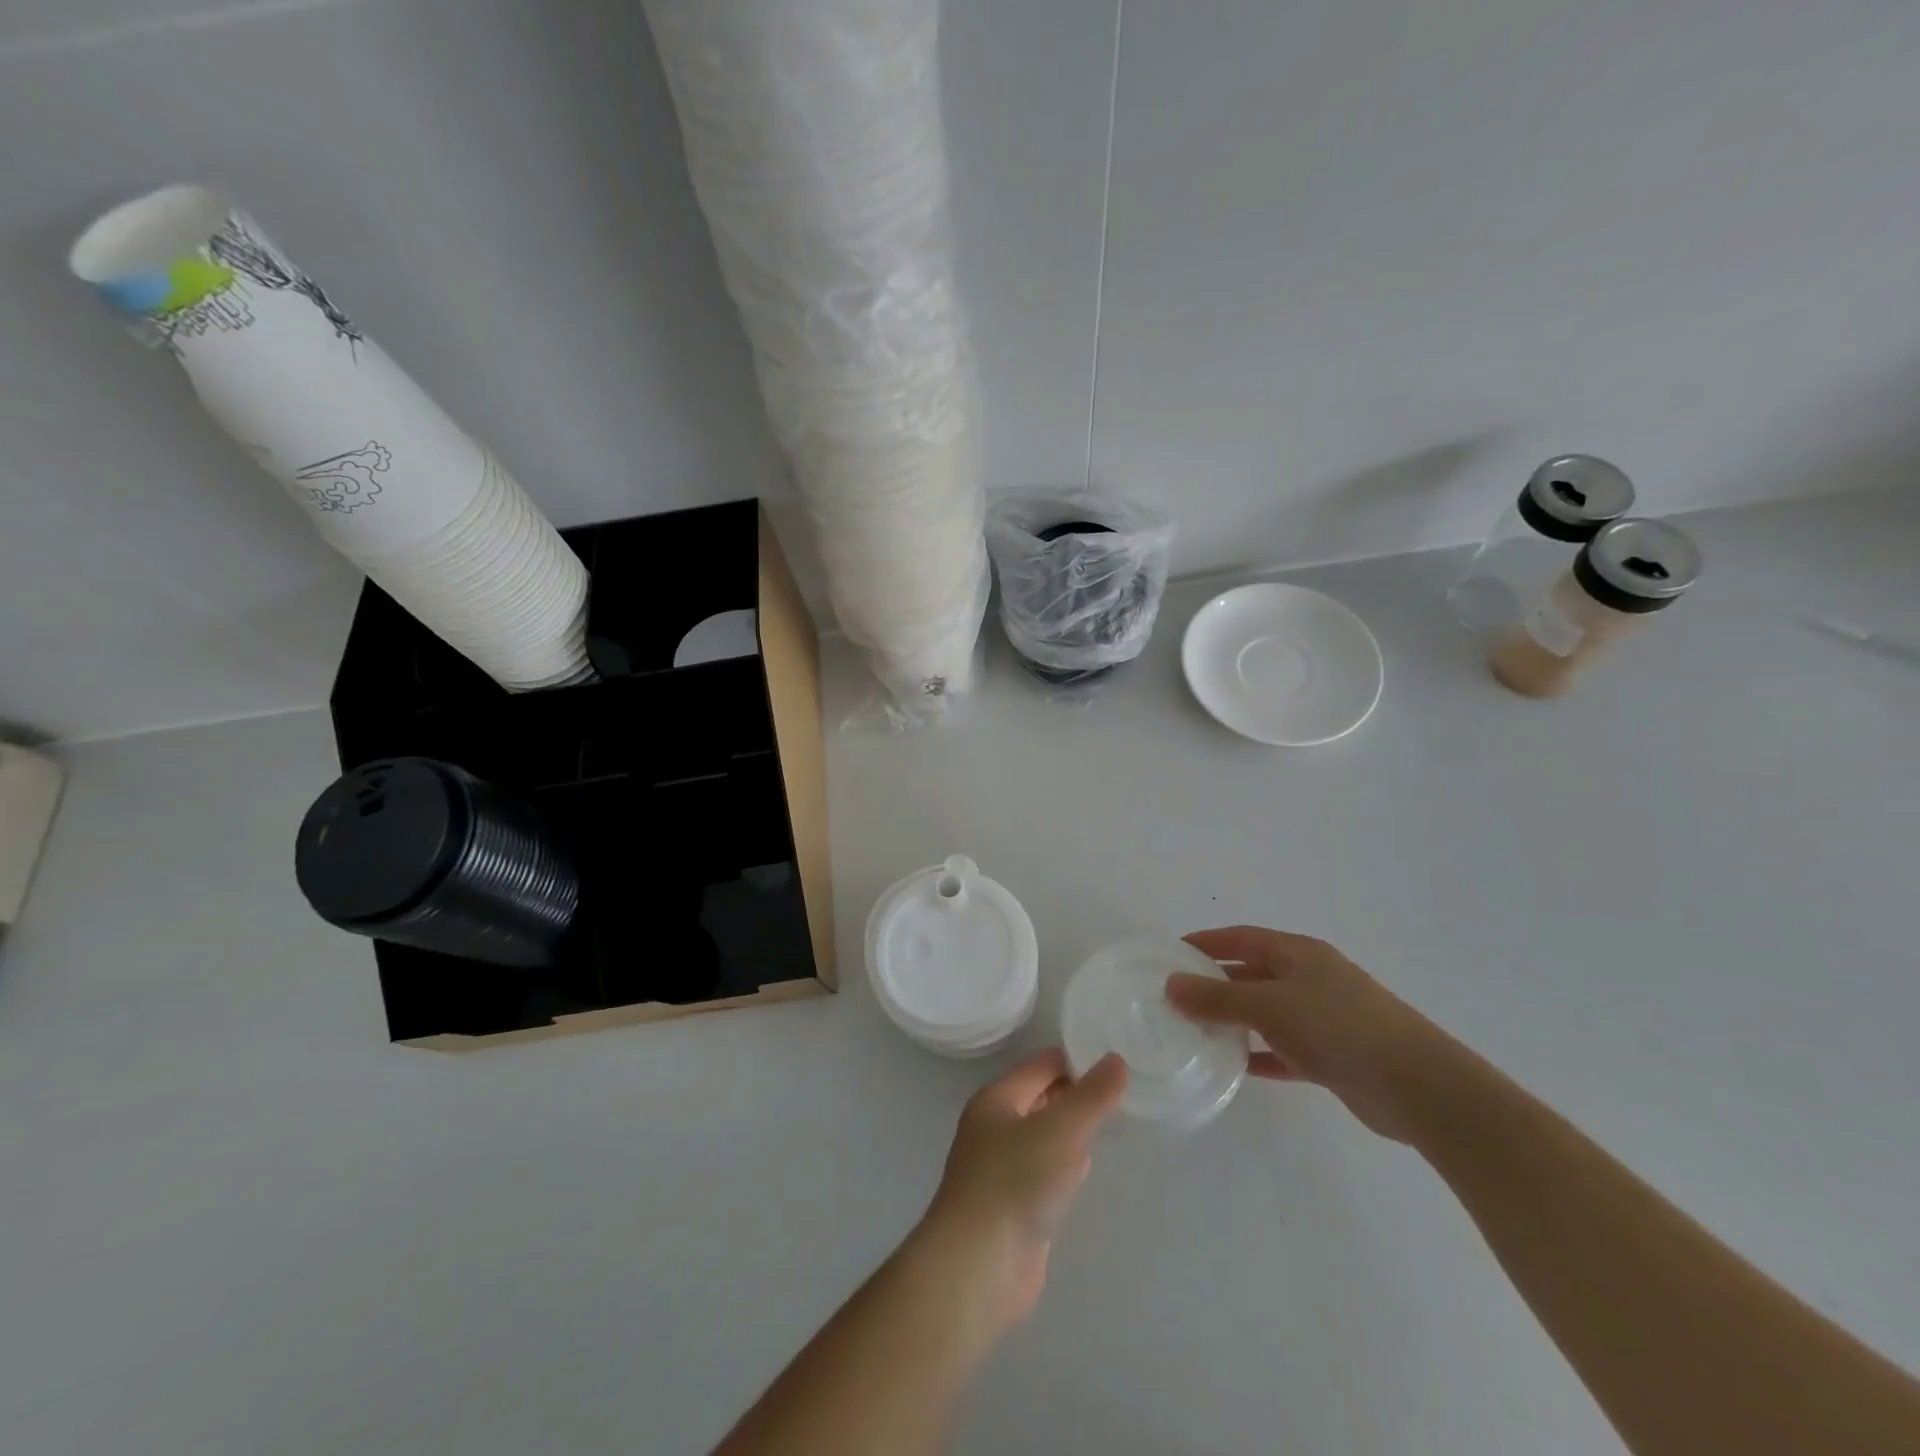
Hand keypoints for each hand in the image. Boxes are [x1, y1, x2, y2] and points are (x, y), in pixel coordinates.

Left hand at [915, 1048, 1128, 1334]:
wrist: (978, 1266)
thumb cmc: (1016, 1182)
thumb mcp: (1061, 1129)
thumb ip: (1091, 1096)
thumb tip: (1116, 1060)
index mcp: (997, 1098)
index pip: (1041, 1065)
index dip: (1077, 1060)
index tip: (1117, 1064)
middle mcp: (995, 1127)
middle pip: (1040, 1098)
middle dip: (1076, 1094)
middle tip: (1122, 1094)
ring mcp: (1001, 1168)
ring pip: (1043, 1136)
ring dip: (1071, 1130)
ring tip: (1111, 1124)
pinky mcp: (1012, 1206)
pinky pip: (1043, 1171)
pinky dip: (1065, 1165)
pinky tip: (1085, 1170)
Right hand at [1166, 926, 1444, 1142]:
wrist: (1417, 1086)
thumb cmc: (1338, 1027)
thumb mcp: (1269, 1006)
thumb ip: (1217, 998)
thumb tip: (1171, 985)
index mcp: (1298, 953)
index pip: (1241, 938)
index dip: (1205, 942)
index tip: (1170, 954)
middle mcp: (1309, 978)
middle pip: (1252, 973)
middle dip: (1215, 983)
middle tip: (1175, 997)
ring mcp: (1322, 1017)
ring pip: (1266, 1012)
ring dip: (1234, 1019)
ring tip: (1195, 1030)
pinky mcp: (1331, 1056)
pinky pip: (1283, 1048)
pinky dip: (1259, 1053)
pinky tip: (1234, 1066)